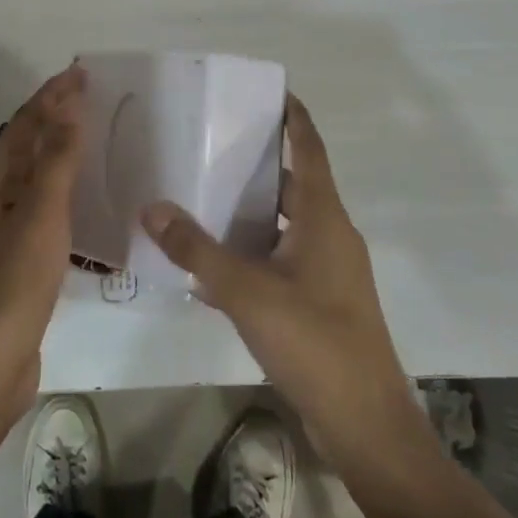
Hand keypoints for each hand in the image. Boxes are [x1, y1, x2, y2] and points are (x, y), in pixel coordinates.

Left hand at [0, 64, 85, 424]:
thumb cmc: (15, 281)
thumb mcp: (41, 213)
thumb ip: (57, 160)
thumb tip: (68, 105)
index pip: (24, 124)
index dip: (51, 96)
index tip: (80, 73)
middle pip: (27, 145)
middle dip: (55, 116)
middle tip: (89, 96)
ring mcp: (9, 229)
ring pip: (38, 175)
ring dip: (61, 150)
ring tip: (92, 136)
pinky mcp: (25, 257)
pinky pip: (49, 207)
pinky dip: (67, 189)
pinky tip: (88, 199)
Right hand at [142, 94, 418, 466]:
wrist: (366, 426)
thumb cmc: (314, 342)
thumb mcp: (247, 292)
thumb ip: (197, 250)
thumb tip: (152, 207)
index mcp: (323, 217)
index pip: (310, 149)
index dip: (293, 117)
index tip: (268, 91)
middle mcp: (331, 234)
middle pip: (295, 182)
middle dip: (259, 161)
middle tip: (213, 141)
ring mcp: (330, 271)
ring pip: (287, 222)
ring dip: (253, 208)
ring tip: (206, 193)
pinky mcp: (323, 302)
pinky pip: (284, 258)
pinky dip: (255, 249)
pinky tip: (216, 263)